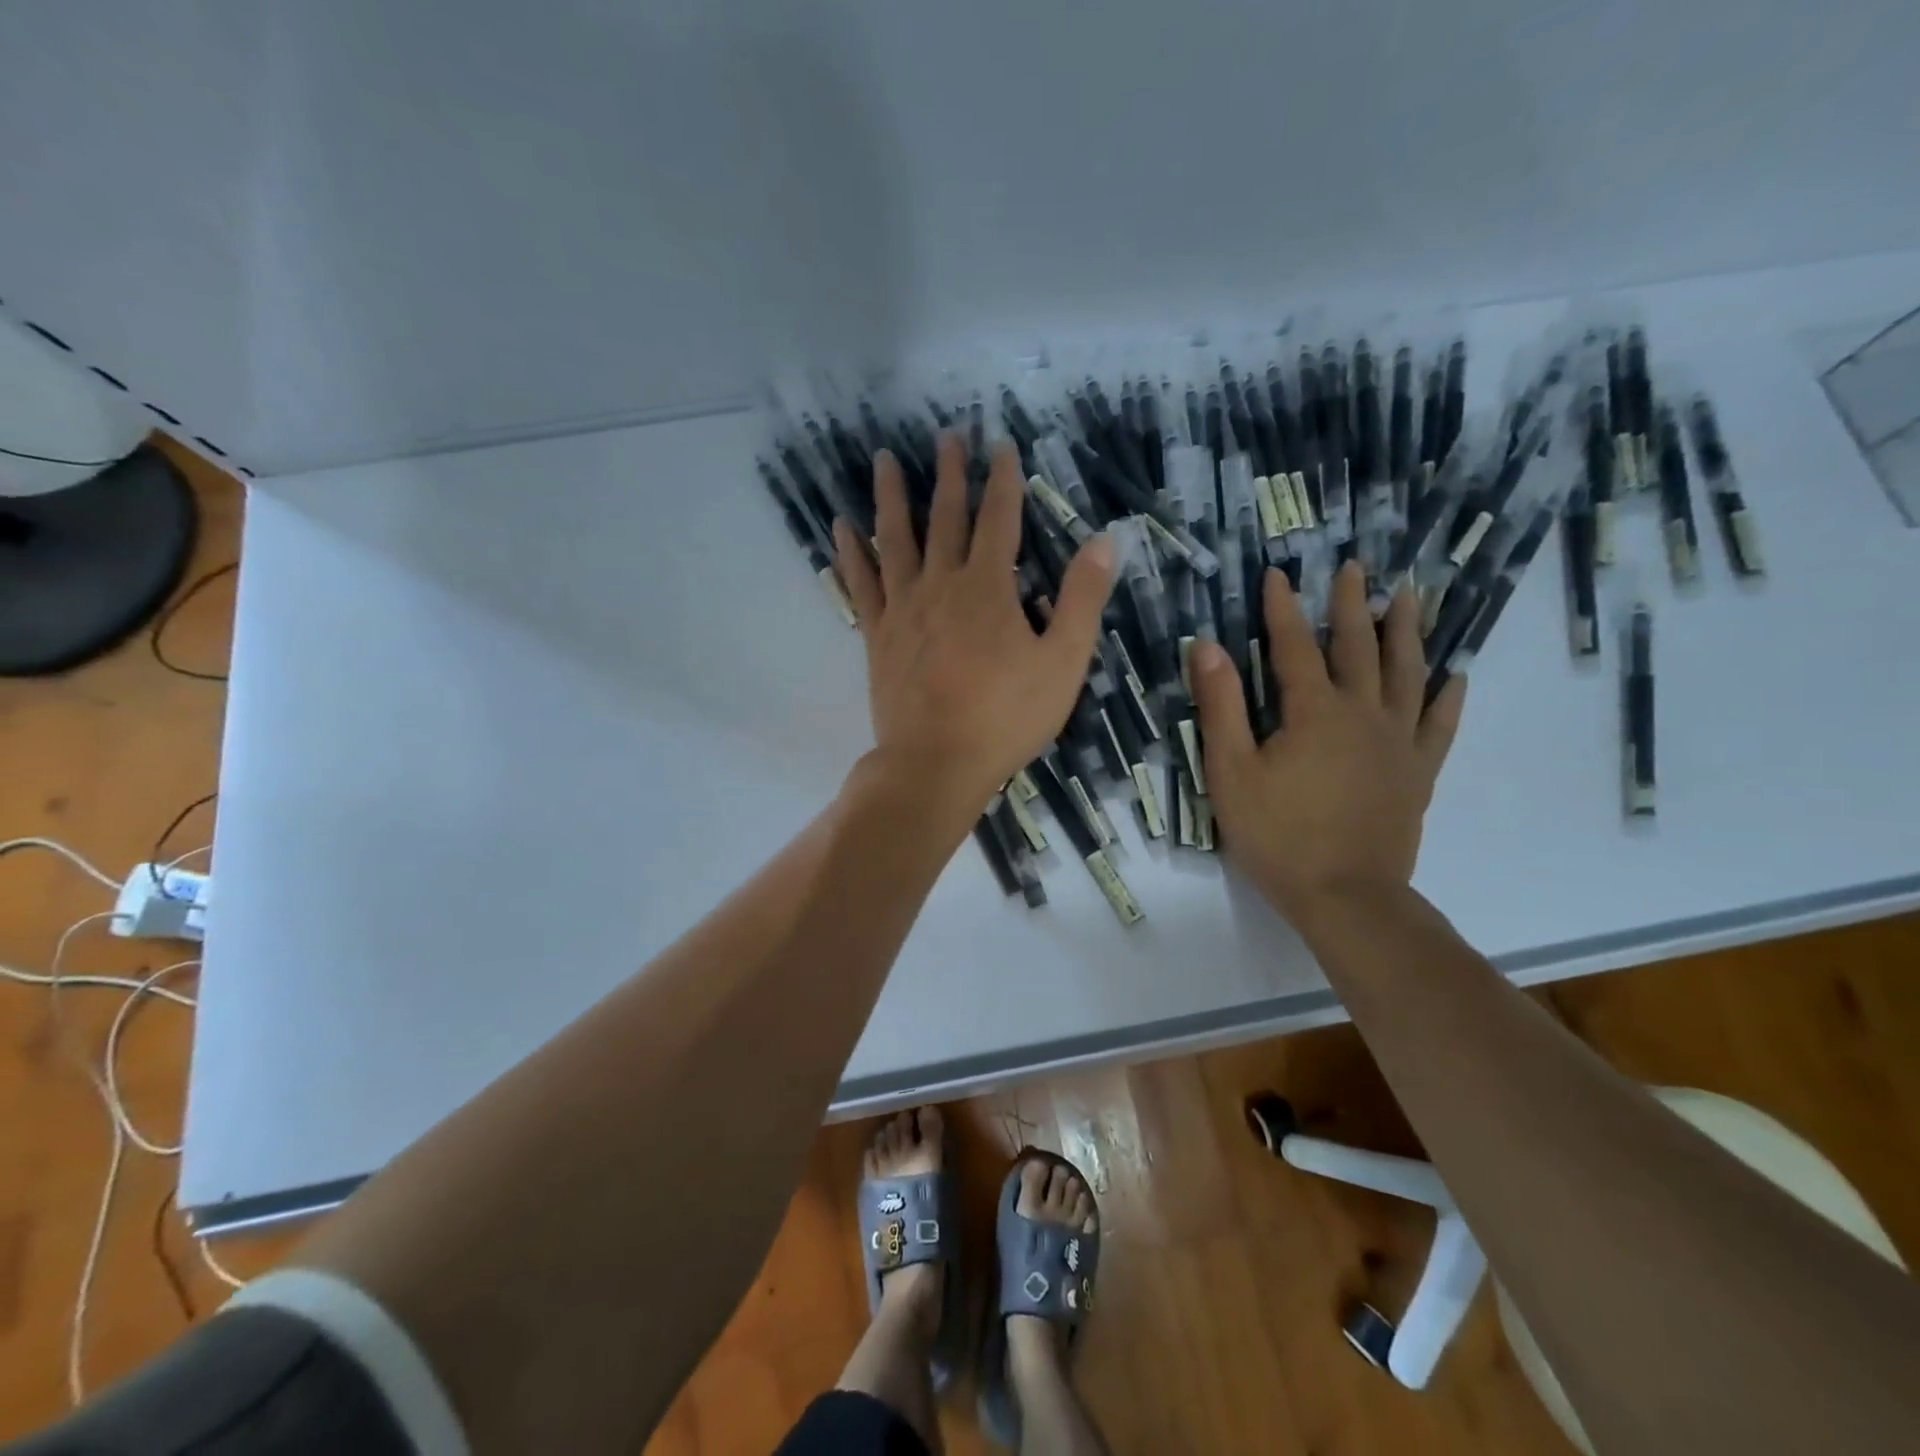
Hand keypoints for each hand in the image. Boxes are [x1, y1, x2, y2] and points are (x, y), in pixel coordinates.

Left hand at [834, 434, 1114, 823]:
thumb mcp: (1063, 662)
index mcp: (989, 587)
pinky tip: (840, 527)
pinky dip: (850, 553)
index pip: (1000, 519)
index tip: (1002, 446)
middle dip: (950, 475)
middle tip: (946, 436)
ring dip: (892, 497)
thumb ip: (1082, 599)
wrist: (936, 762)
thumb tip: (1104, 540)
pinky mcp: (878, 634)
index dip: (1004, 480)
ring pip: (895, 539)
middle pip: (946, 518)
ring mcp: (903, 607)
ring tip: (884, 459)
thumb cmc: (1006, 717)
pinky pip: (860, 583)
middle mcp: (941, 584)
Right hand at [1190, 560, 1465, 927]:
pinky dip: (1448, 696)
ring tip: (1409, 596)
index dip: (1282, 609)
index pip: (1294, 646)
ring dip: (1406, 631)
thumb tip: (1208, 646)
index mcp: (1314, 711)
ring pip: (1406, 672)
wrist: (1346, 896)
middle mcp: (1363, 713)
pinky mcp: (1419, 771)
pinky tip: (1456, 674)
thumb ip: (1221, 706)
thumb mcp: (1231, 771)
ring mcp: (1398, 741)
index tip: (1278, 574)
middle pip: (1358, 647)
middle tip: (1354, 567)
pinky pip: (1439, 724)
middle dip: (1351, 604)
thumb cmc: (1277, 835)